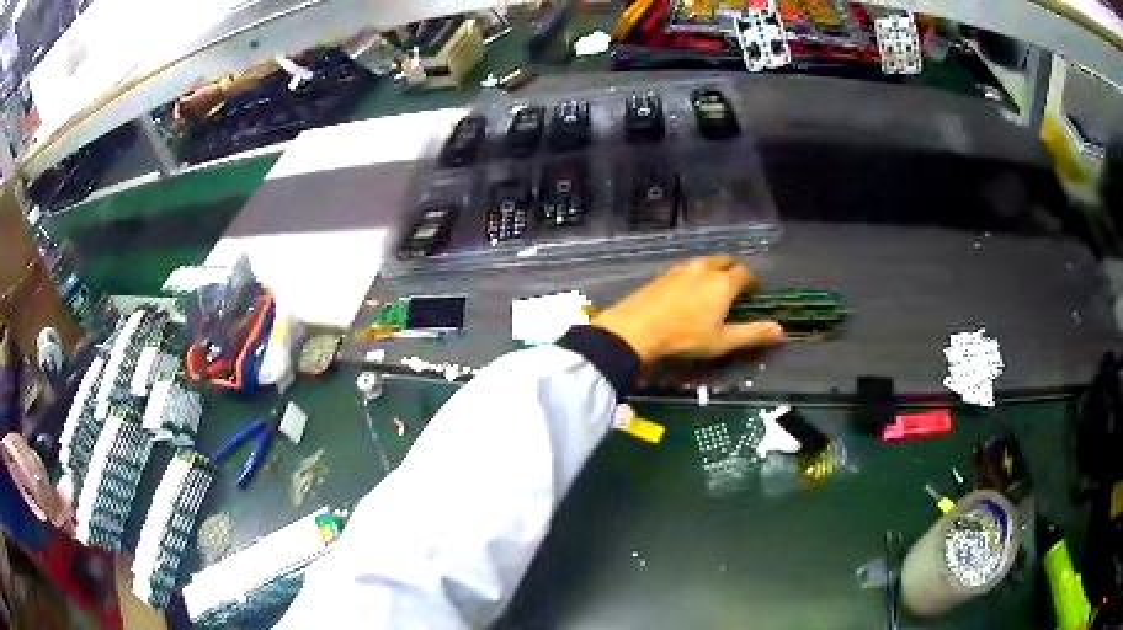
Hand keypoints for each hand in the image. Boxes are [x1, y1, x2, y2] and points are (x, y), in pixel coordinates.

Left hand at [591, 256, 783, 363]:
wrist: (637, 328)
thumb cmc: (685, 337)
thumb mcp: (723, 341)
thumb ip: (753, 333)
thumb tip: (781, 330)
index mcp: (723, 283)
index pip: (745, 273)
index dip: (752, 282)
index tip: (753, 293)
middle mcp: (705, 269)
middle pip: (725, 262)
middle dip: (733, 271)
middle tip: (734, 288)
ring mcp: (681, 269)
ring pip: (704, 263)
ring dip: (713, 271)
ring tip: (712, 288)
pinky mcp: (663, 274)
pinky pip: (686, 269)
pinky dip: (693, 275)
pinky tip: (687, 290)